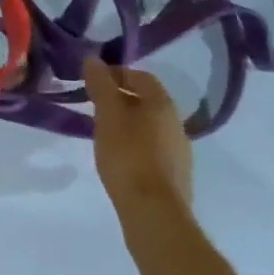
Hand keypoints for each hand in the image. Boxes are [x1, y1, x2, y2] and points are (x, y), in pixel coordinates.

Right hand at [85, 57, 193, 213]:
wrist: (154, 213)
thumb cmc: (128, 155)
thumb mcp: (107, 114)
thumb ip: (100, 85)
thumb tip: (93, 60)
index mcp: (163, 104)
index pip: (141, 77)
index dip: (116, 74)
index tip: (93, 83)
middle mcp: (177, 124)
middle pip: (147, 102)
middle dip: (121, 100)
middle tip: (95, 108)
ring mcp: (180, 153)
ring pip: (150, 128)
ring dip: (128, 124)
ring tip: (104, 135)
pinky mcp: (176, 178)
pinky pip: (153, 151)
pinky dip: (136, 147)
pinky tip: (120, 161)